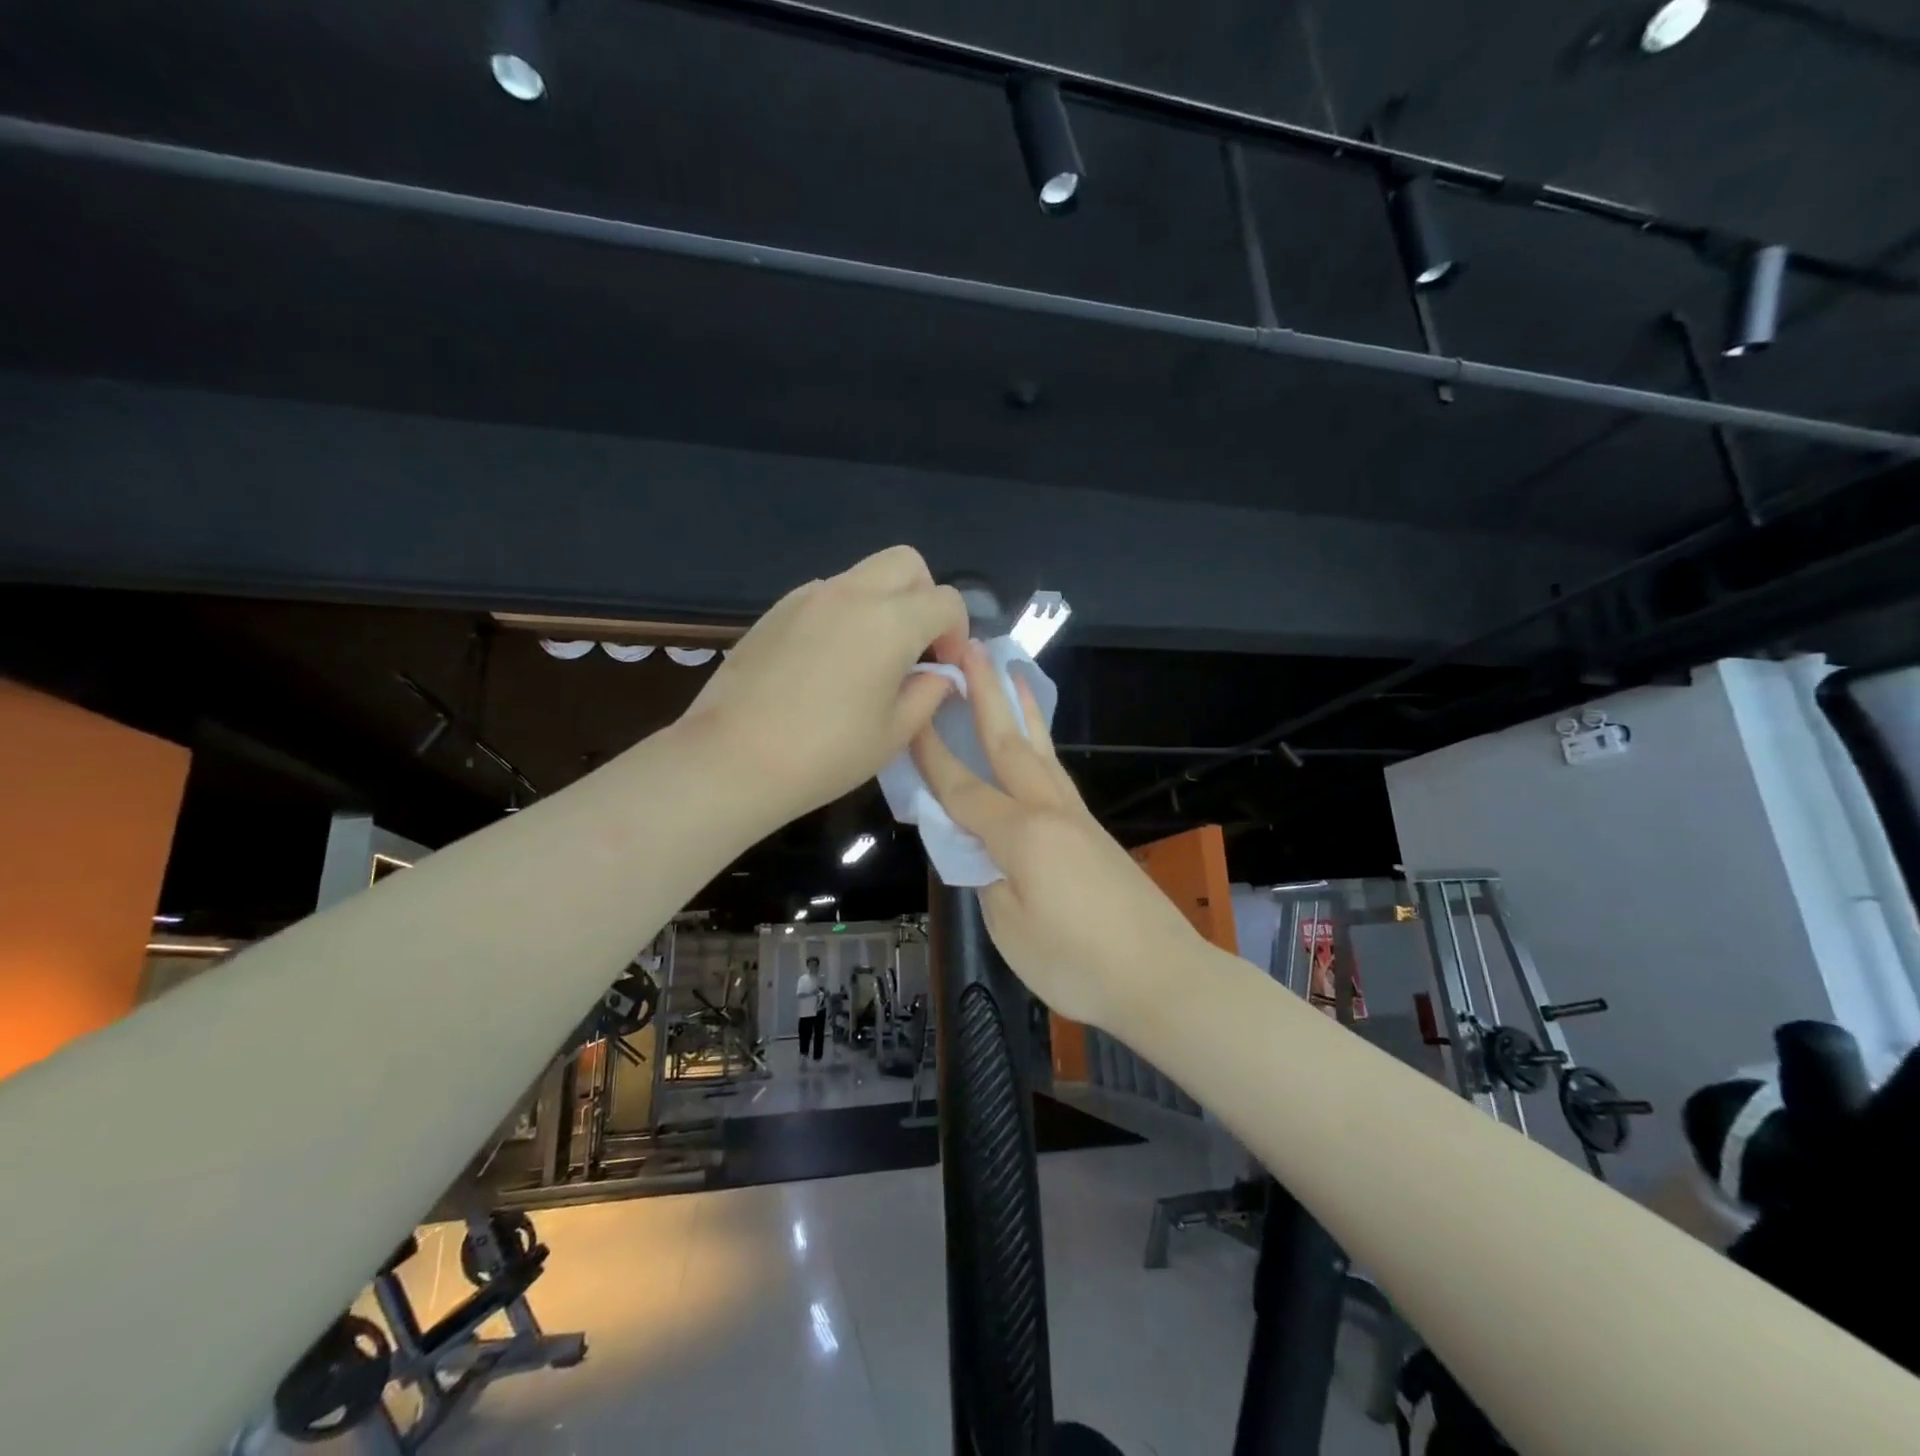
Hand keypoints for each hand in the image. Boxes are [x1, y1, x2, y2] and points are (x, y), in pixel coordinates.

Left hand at [681, 546, 966, 827]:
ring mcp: (808, 597)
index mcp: (890, 622)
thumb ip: (928, 693)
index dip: (957, 633)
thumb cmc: (826, 754)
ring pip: (863, 575)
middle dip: (924, 597)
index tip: (944, 668)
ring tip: (870, 657)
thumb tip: (939, 674)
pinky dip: (844, 613)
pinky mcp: (776, 610)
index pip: (946, 601)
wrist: (733, 759)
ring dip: (882, 603)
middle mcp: (851, 594)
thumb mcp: (894, 733)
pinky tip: (828, 662)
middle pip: (906, 564)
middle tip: (915, 646)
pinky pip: (826, 595)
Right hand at [911, 640, 1202, 1033]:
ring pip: (1042, 751)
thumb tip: (983, 852)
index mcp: (1021, 833)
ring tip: (1012, 672)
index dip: (932, 753)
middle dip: (987, 694)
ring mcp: (1077, 819)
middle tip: (971, 648)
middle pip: (1009, 743)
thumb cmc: (1077, 962)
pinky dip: (1041, 746)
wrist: (1162, 977)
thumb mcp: (1010, 928)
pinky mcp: (1094, 833)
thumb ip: (987, 879)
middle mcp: (1050, 811)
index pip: (962, 786)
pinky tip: (1036, 746)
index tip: (911, 712)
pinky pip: (1057, 775)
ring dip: (1022, 709)